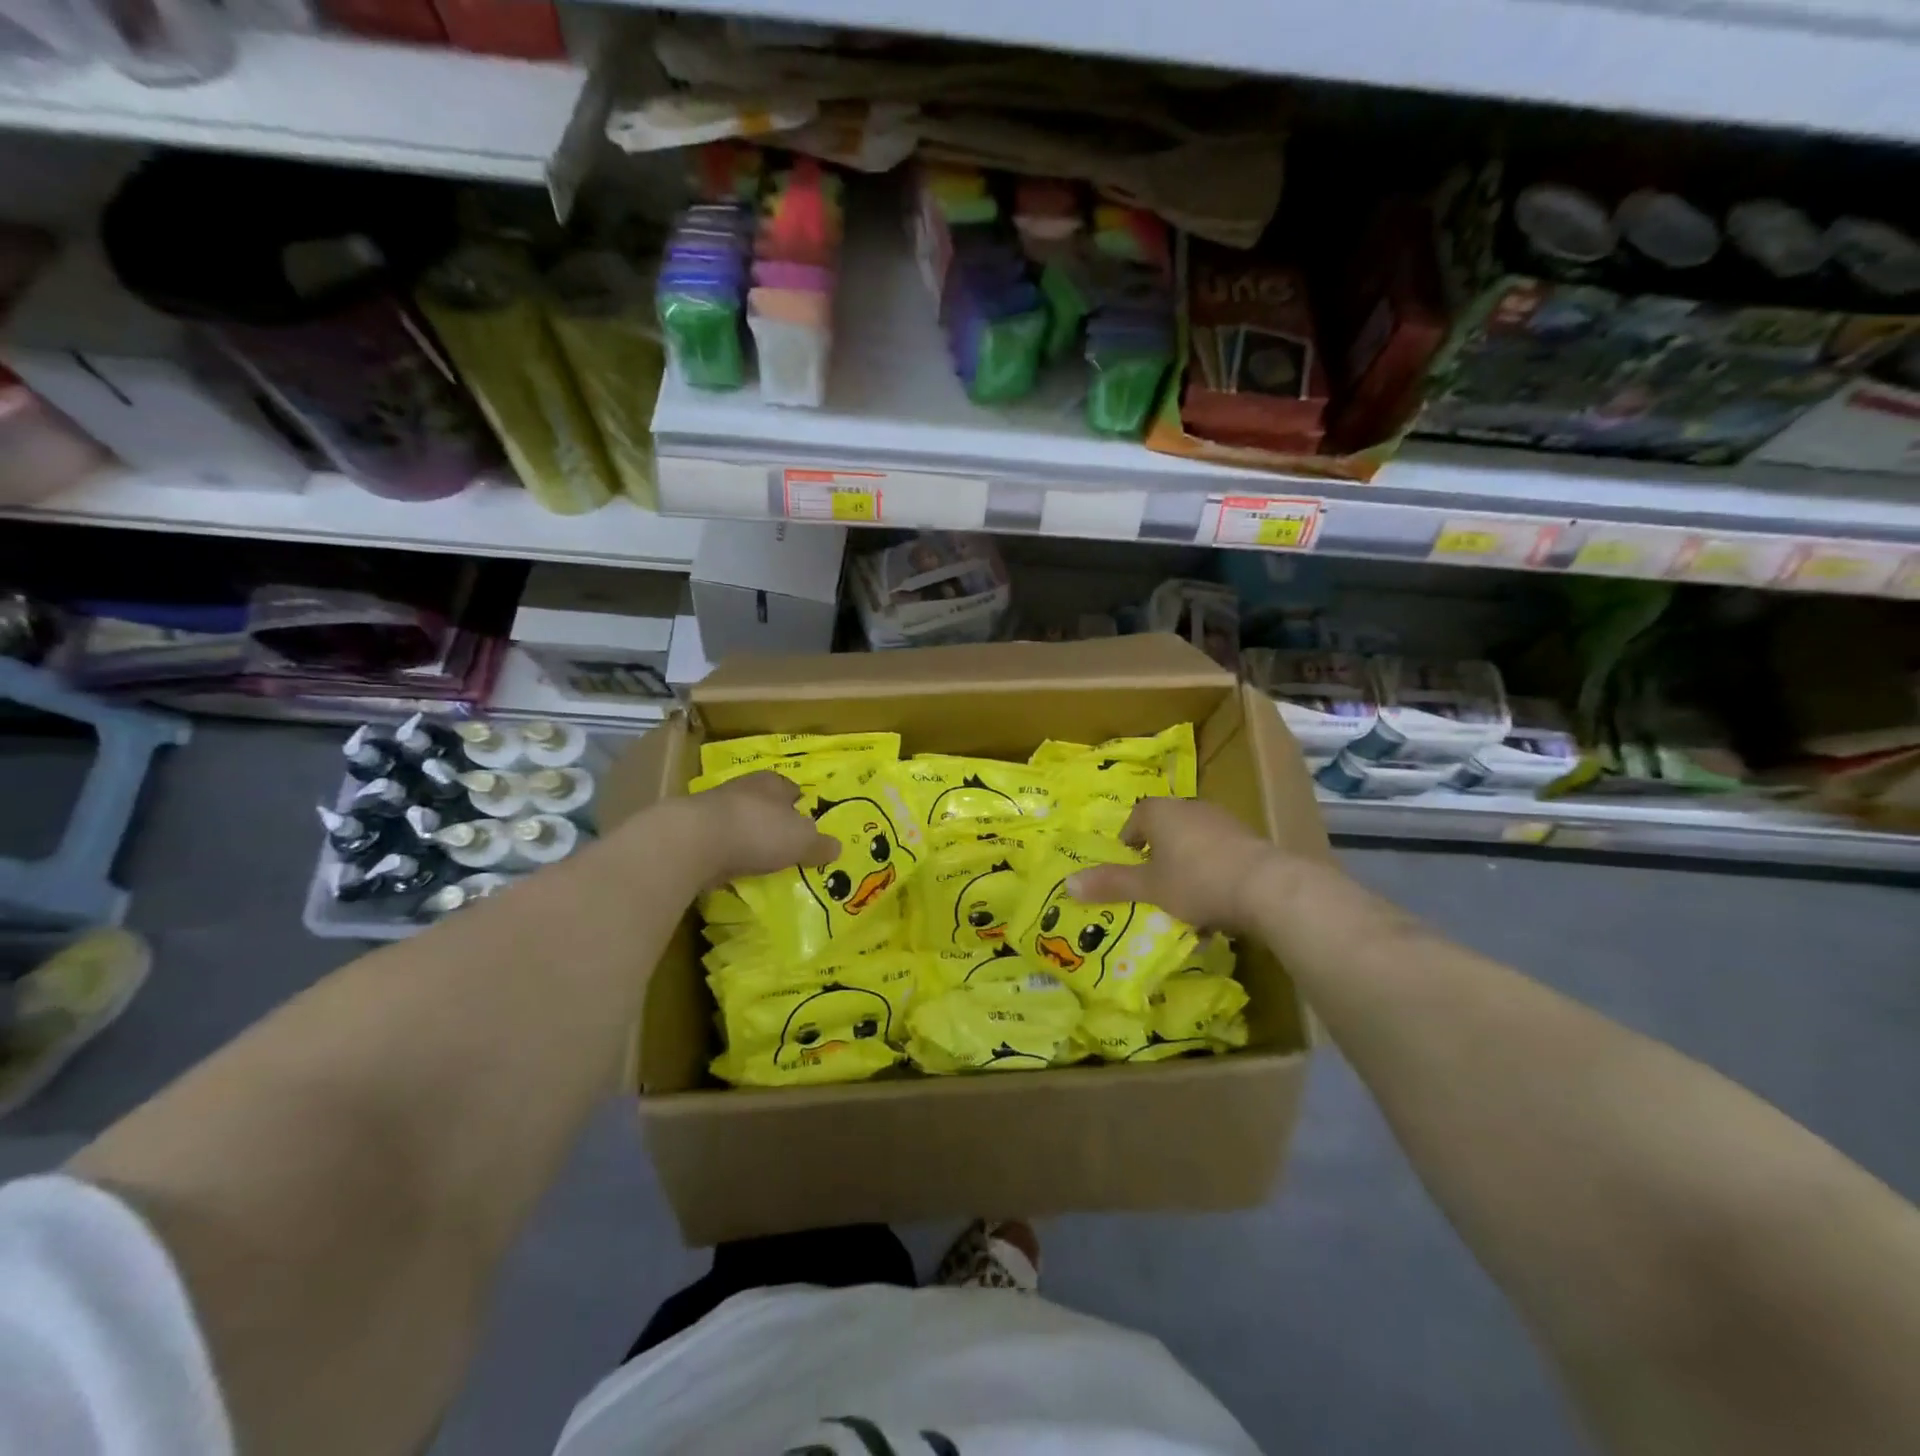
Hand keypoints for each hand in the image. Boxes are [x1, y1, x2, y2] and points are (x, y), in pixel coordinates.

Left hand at [676, 771, 839, 888]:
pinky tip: (734, 868)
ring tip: (760, 858)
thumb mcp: (802, 841)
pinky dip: (727, 853)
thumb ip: (819, 844)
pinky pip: (718, 841)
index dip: (800, 804)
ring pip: (739, 821)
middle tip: (786, 842)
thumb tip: (837, 847)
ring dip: (748, 836)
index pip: (791, 789)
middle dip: (773, 820)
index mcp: (773, 783)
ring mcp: (714, 808)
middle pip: (764, 803)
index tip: (807, 823)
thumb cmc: (758, 831)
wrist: (693, 842)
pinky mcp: (692, 831)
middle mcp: (743, 788)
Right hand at [1064, 797, 1310, 931]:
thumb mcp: (1148, 888)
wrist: (1267, 888)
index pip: (1137, 817)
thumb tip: (1068, 883)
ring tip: (1187, 902)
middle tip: (1155, 886)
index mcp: (1161, 812)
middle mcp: (1191, 808)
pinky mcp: (1249, 840)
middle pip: (1167, 828)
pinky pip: (1221, 855)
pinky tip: (1217, 905)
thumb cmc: (1196, 881)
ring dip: (1188, 867)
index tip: (1130, 865)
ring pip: (1195, 843)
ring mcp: (1224, 821)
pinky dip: (1214, 874)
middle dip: (1160, 856)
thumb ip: (1111, 884)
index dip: (1130, 840)